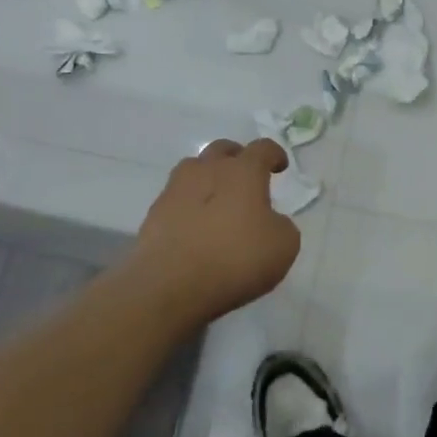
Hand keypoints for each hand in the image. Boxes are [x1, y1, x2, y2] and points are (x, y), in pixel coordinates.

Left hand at [127, 139, 300, 328]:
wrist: (170, 287)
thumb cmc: (235, 259)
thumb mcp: (283, 246)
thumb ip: (281, 225)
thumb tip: (269, 221)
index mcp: (243, 172)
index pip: (262, 148)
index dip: (274, 154)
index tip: (279, 166)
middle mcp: (208, 170)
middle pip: (222, 150)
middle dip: (236, 158)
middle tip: (246, 177)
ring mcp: (175, 190)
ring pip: (193, 169)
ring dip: (207, 177)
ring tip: (216, 200)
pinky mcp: (153, 215)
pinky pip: (176, 199)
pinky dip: (188, 206)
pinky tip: (195, 228)